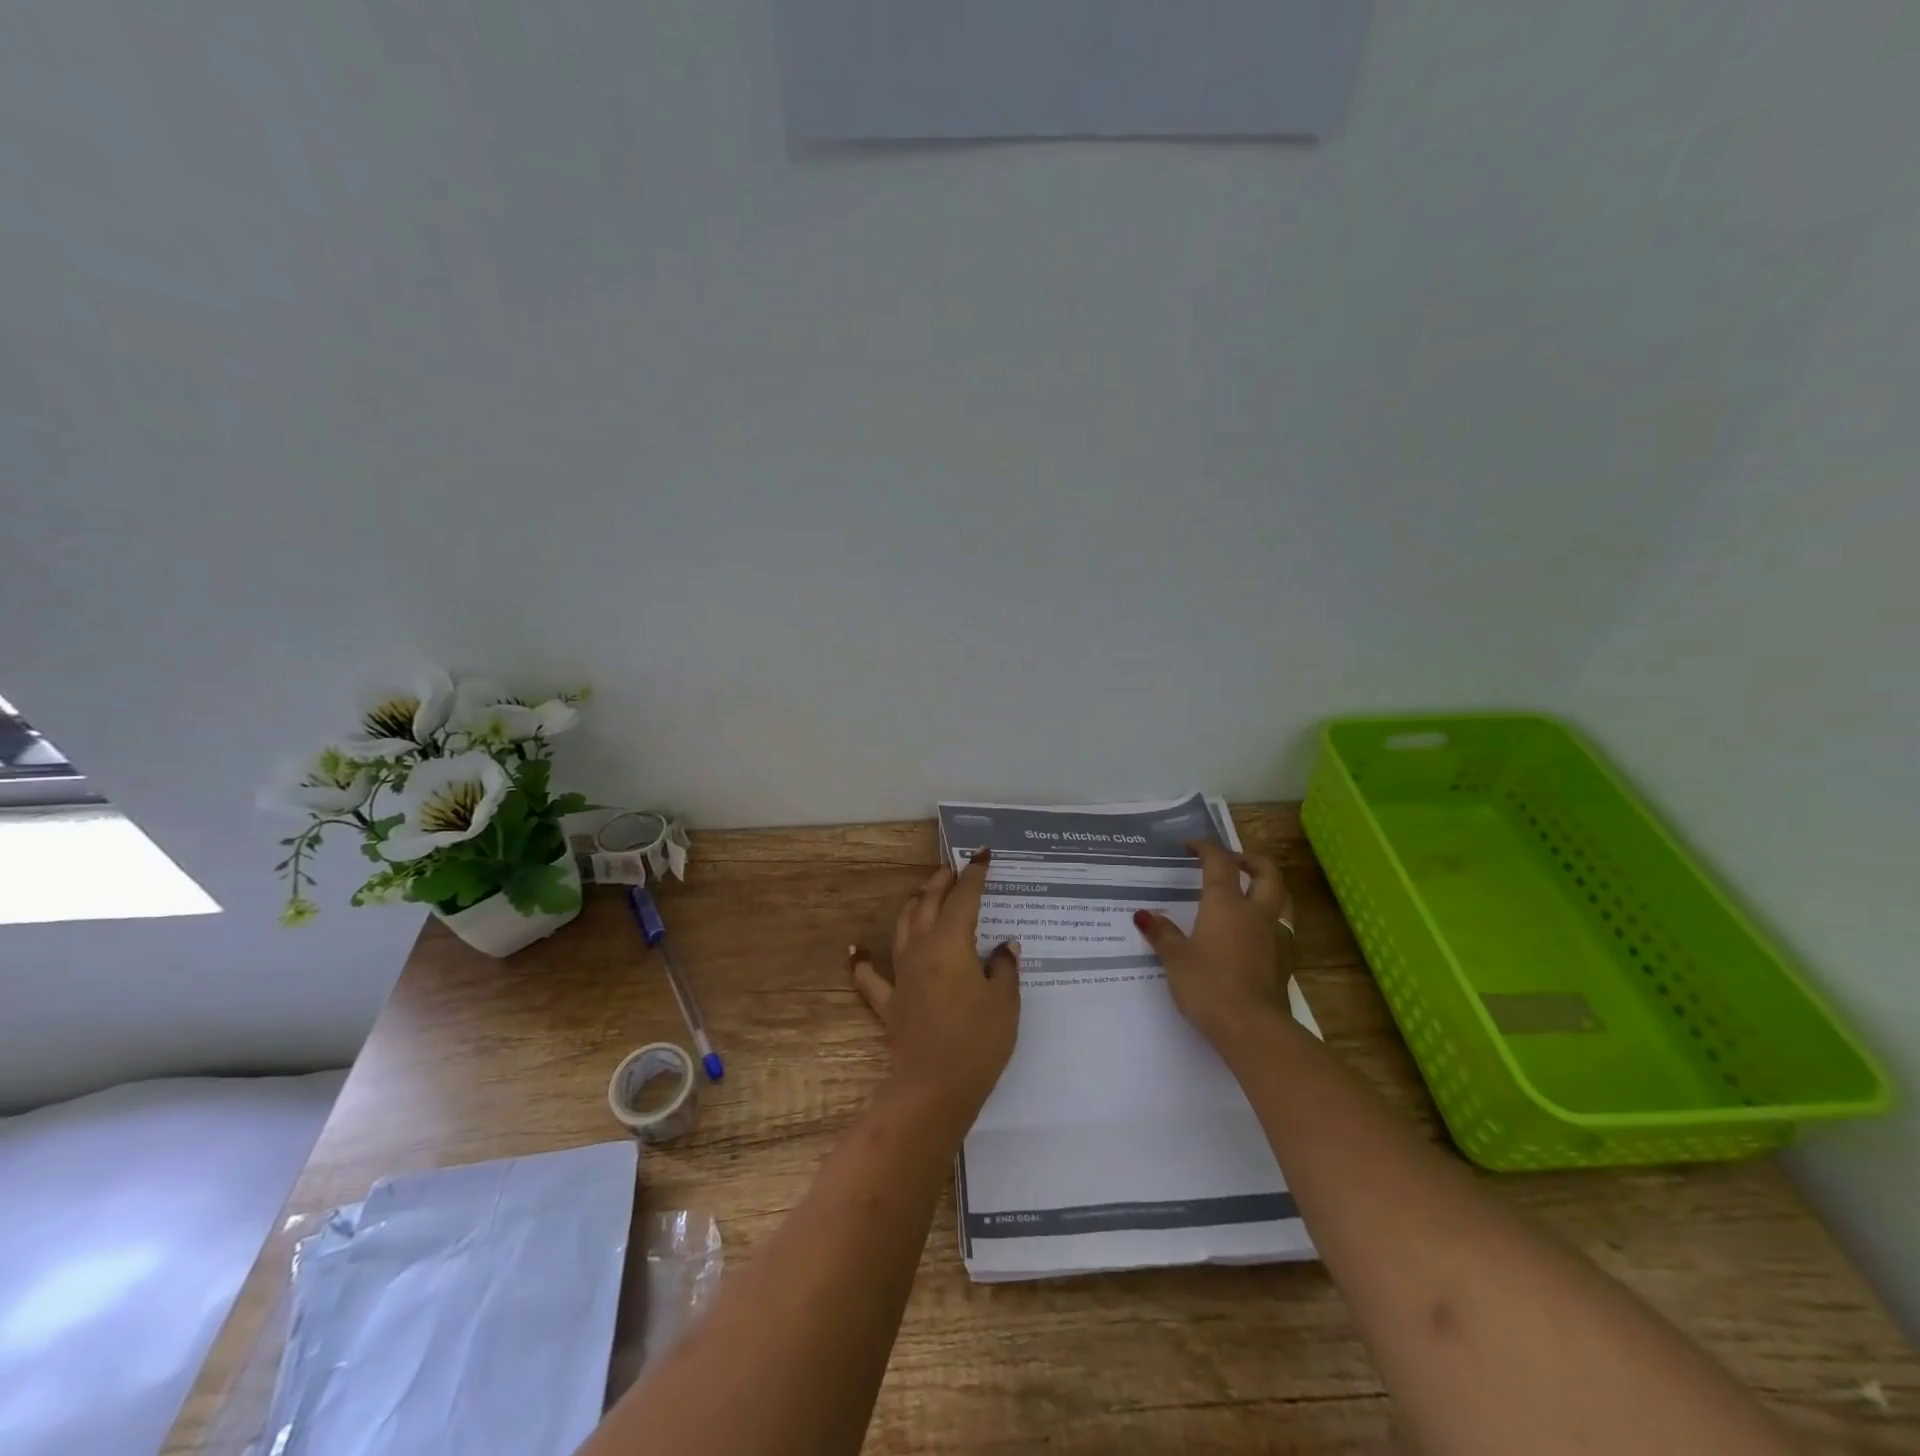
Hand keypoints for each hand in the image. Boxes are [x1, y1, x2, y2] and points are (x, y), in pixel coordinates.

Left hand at [851, 849, 1019, 1130]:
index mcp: (952, 942)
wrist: (934, 1087)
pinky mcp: (888, 1002)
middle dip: (942, 881)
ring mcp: (901, 974)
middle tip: (953, 868)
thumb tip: (1005, 946)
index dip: (974, 874)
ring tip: (923, 894)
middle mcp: (922, 949)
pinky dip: (863, 961)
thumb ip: (1005, 968)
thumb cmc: (978, 1041)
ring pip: (902, 926)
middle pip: (928, 903)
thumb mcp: (1005, 1002)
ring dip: (913, 905)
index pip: (964, 898)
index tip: (982, 856)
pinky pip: (869, 976)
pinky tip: (857, 950)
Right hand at [1133, 840, 1293, 1047]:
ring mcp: (1276, 936)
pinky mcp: (1286, 961)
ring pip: (1283, 898)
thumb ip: (1162, 934)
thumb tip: (1144, 915)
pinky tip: (1259, 933)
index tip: (1192, 845)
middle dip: (1250, 859)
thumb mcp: (1175, 959)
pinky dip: (1272, 920)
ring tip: (1252, 891)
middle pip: (1266, 872)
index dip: (1207, 848)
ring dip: (1269, 887)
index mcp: (1226, 904)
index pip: (1219, 862)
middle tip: (1233, 860)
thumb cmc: (1208, 985)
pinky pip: (1284, 928)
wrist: (1253, 1028)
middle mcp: (1255, 912)